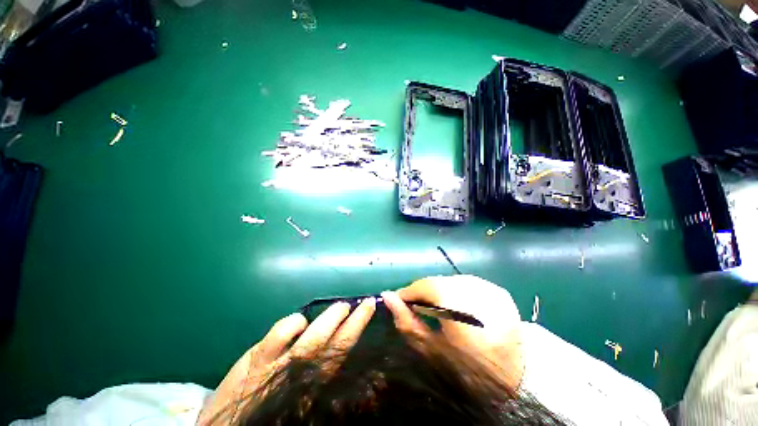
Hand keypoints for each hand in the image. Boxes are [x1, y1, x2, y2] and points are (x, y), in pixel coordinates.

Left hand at [197, 298, 376, 424]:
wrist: (226, 424)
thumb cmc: (269, 408)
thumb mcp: (298, 396)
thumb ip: (317, 373)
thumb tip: (339, 350)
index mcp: (313, 383)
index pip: (342, 354)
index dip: (357, 331)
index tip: (369, 311)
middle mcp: (302, 377)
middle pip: (334, 348)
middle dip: (353, 325)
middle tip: (365, 304)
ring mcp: (278, 367)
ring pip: (310, 342)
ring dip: (330, 321)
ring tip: (343, 307)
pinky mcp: (256, 360)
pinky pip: (278, 337)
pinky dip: (293, 325)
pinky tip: (301, 321)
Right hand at [381, 275, 523, 388]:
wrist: (519, 382)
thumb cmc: (470, 371)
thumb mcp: (432, 349)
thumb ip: (407, 321)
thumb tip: (386, 296)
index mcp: (456, 301)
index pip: (423, 285)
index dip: (408, 292)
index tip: (400, 302)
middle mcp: (473, 286)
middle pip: (437, 281)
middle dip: (424, 293)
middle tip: (417, 308)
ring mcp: (488, 286)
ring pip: (451, 281)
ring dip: (440, 292)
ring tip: (438, 309)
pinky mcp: (498, 290)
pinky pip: (467, 284)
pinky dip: (457, 293)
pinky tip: (458, 308)